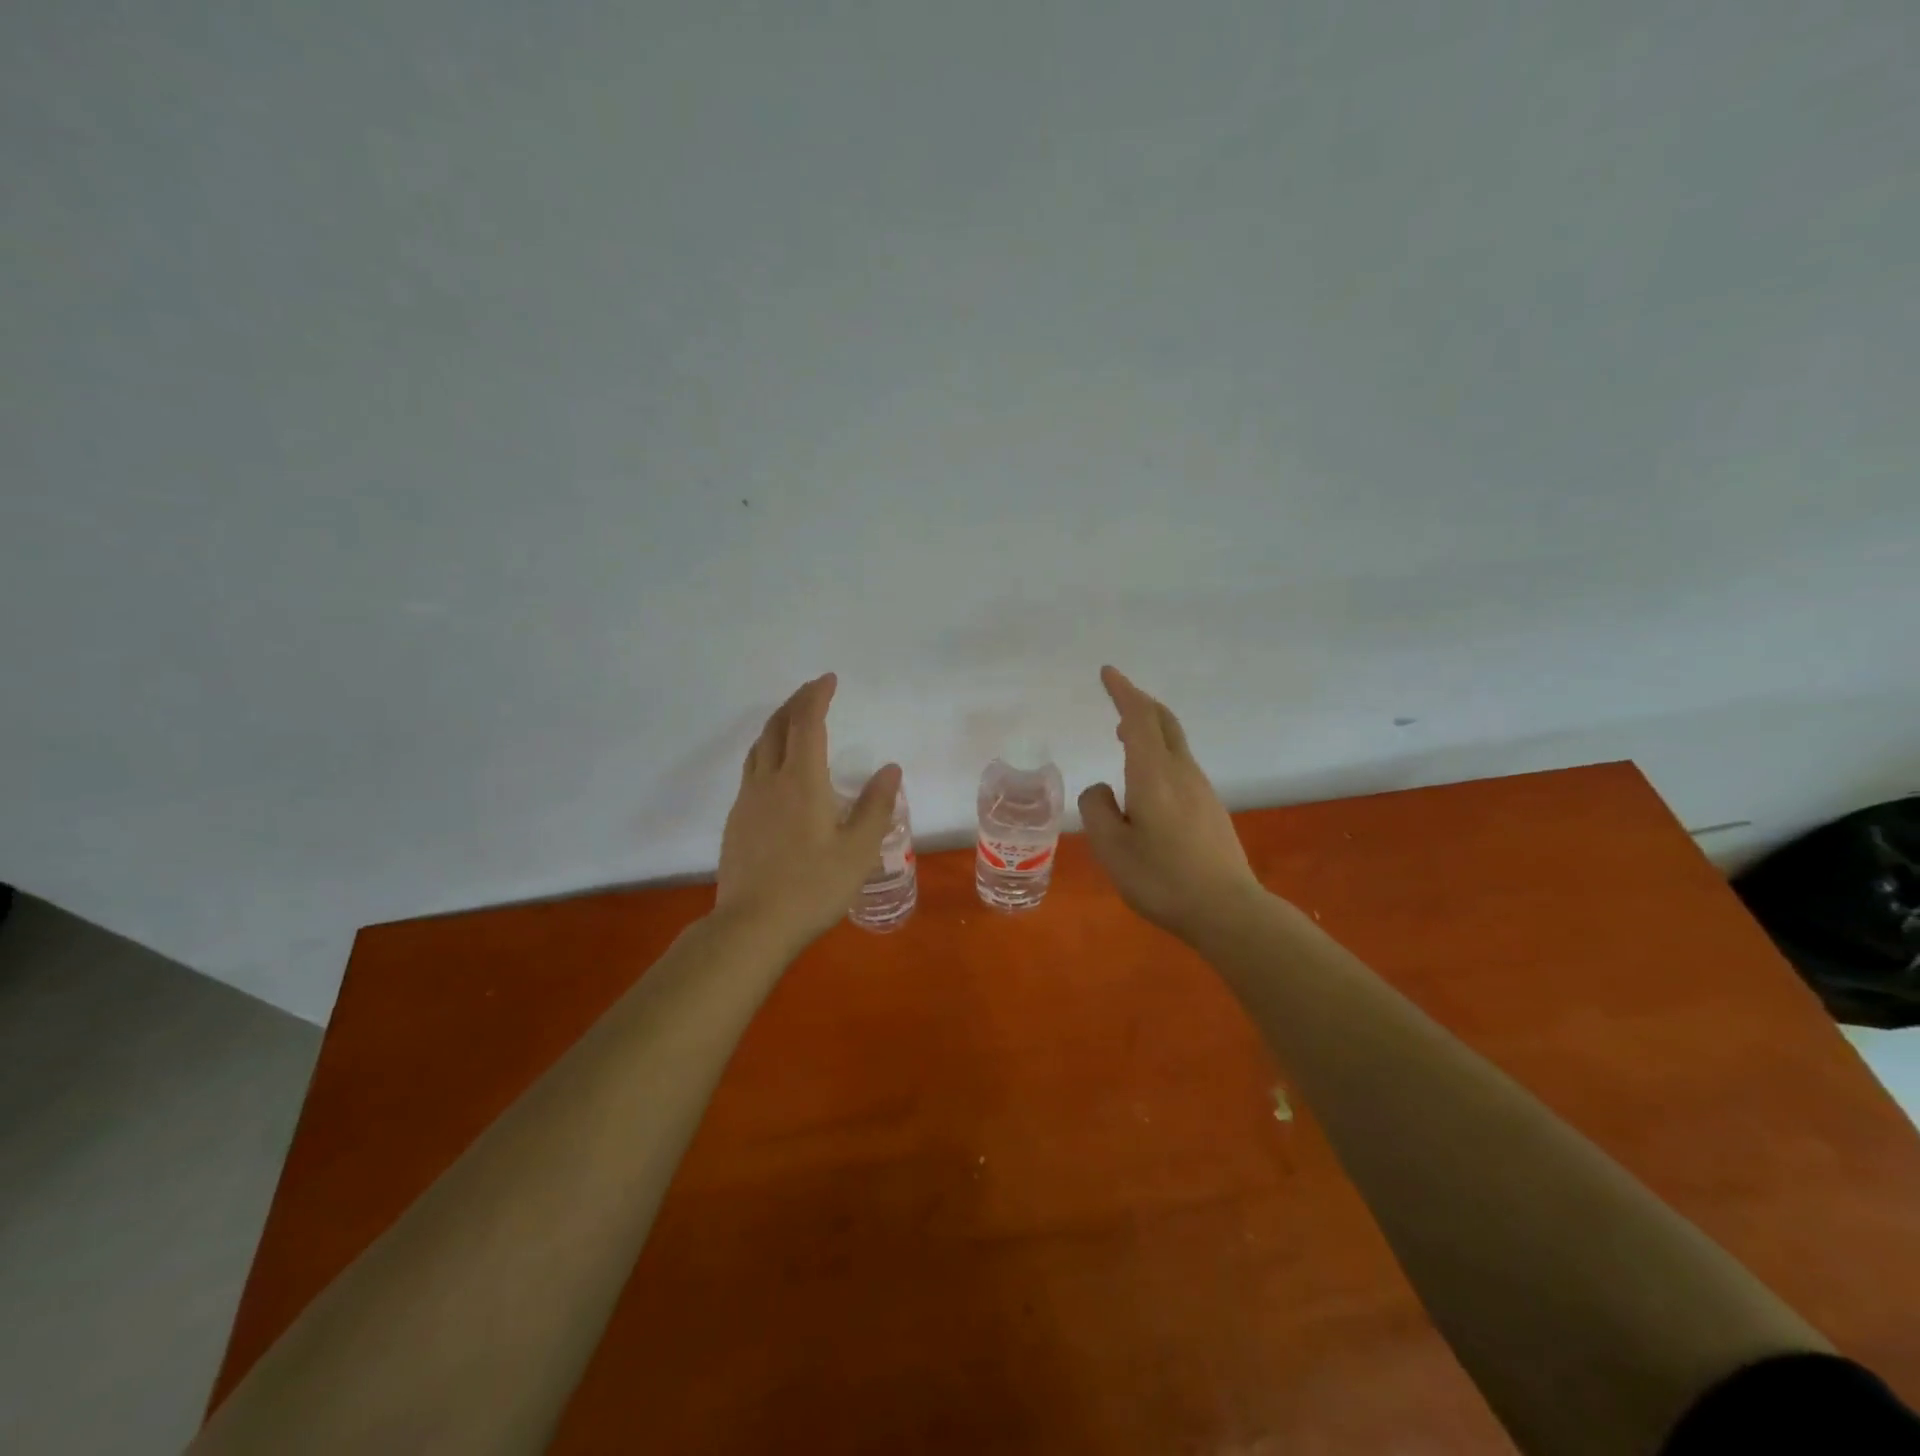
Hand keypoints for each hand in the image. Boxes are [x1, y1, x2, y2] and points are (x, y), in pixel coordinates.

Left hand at [715, 674, 901, 947]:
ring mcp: (748, 801)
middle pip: (777, 727)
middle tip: (813, 691)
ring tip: (793, 722)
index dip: (817, 696)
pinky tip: (777, 771)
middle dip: (796, 703)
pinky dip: (767, 752)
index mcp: (802, 781)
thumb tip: (890, 768)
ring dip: (777, 725)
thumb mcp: (859, 850)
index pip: (807, 723)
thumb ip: (876, 806)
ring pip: (759, 747)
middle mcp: (770, 781)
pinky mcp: (737, 822)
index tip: (829, 679)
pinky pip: (751, 771)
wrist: (752, 926)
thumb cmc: (813, 887)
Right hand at [1079, 666, 1264, 942]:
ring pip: (1174, 743)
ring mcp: (1201, 789)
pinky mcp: (1210, 808)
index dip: (1123, 692)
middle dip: (1140, 701)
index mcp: (1154, 775)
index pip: (1139, 719)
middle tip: (1118, 694)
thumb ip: (1098, 810)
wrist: (1227, 910)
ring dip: (1149, 728)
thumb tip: (1102, 789)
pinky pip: (1180, 764)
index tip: (1107, 673)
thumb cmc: (1162, 879)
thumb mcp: (1111, 848)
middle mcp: (1182, 772)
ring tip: (1124, 734)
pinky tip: (1147, 778)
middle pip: (1164, 722)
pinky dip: (1159, 752)